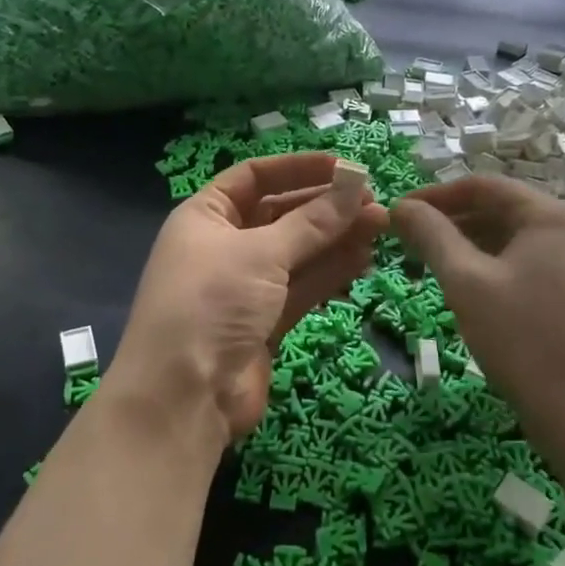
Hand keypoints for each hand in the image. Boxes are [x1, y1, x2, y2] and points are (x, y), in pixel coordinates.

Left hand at [111, 153, 388, 444]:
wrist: (184, 398)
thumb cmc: (212, 303)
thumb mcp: (261, 253)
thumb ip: (312, 223)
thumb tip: (354, 189)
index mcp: (206, 216)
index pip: (254, 177)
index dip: (298, 168)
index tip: (343, 167)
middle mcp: (224, 245)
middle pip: (280, 214)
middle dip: (325, 207)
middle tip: (373, 202)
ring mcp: (245, 286)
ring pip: (297, 252)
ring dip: (335, 239)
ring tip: (380, 227)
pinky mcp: (265, 321)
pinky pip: (302, 286)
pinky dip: (330, 272)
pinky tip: (364, 259)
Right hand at [391, 176, 564, 459]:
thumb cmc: (523, 340)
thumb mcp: (466, 282)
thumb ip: (432, 236)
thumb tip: (400, 206)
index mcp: (550, 214)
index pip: (482, 186)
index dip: (435, 195)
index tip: (398, 213)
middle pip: (499, 209)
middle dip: (450, 221)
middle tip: (407, 241)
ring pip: (512, 239)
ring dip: (468, 245)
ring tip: (428, 263)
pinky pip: (527, 263)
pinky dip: (492, 267)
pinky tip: (466, 288)